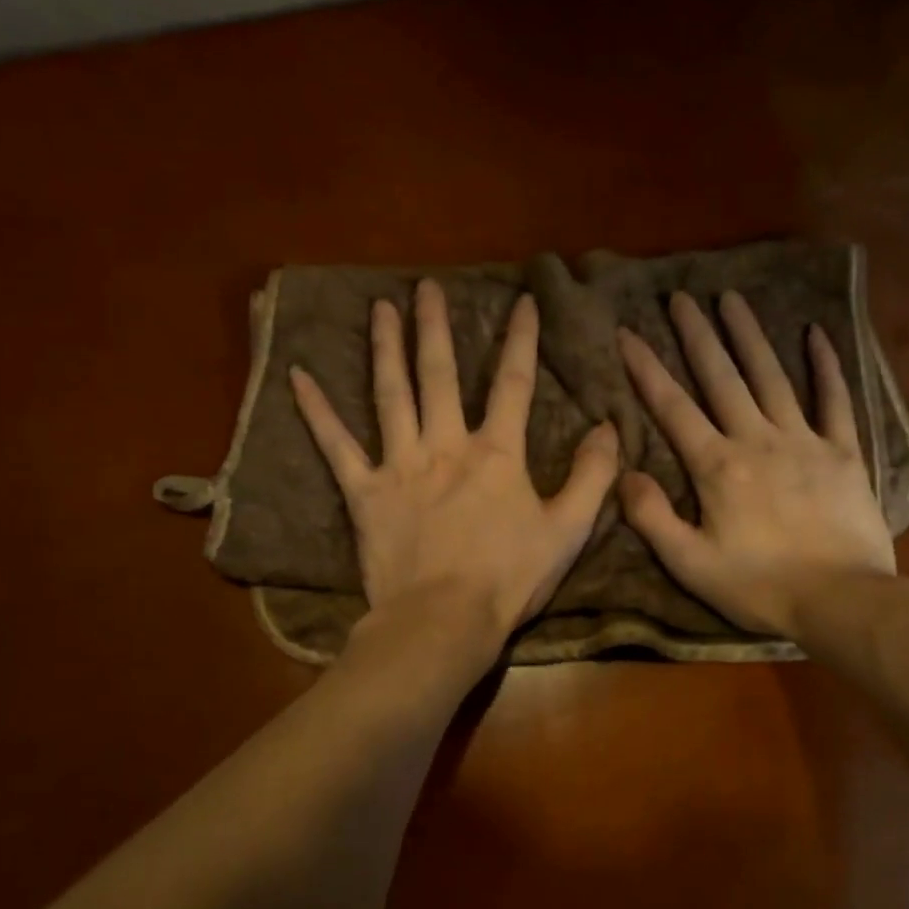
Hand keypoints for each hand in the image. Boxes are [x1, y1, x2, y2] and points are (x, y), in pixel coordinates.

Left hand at [290, 278, 619, 661]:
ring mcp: (400, 465)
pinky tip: (298, 378)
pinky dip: (317, 412)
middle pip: (440, 374)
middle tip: (427, 287)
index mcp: (496, 454)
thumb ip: (592, 476)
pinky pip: (336, 446)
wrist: (444, 620)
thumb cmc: (509, 579)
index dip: (522, 339)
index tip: (524, 300)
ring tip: (381, 308)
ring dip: (385, 348)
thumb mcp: (568, 530)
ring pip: (391, 394)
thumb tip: (609, 427)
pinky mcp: (364, 493)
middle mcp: (445, 445)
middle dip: (436, 327)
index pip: (513, 383)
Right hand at [617, 291, 894, 640]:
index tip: (628, 333)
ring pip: (771, 377)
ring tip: (732, 298)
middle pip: (722, 378)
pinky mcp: (843, 452)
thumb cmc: (759, 587)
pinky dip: (826, 366)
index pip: (673, 408)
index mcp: (717, 467)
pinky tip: (816, 334)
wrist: (841, 599)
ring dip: (749, 336)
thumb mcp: (690, 564)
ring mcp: (804, 441)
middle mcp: (757, 440)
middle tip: (681, 297)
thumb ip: (652, 518)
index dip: (647, 369)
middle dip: (697, 336)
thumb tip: (625, 474)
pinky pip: (834, 400)